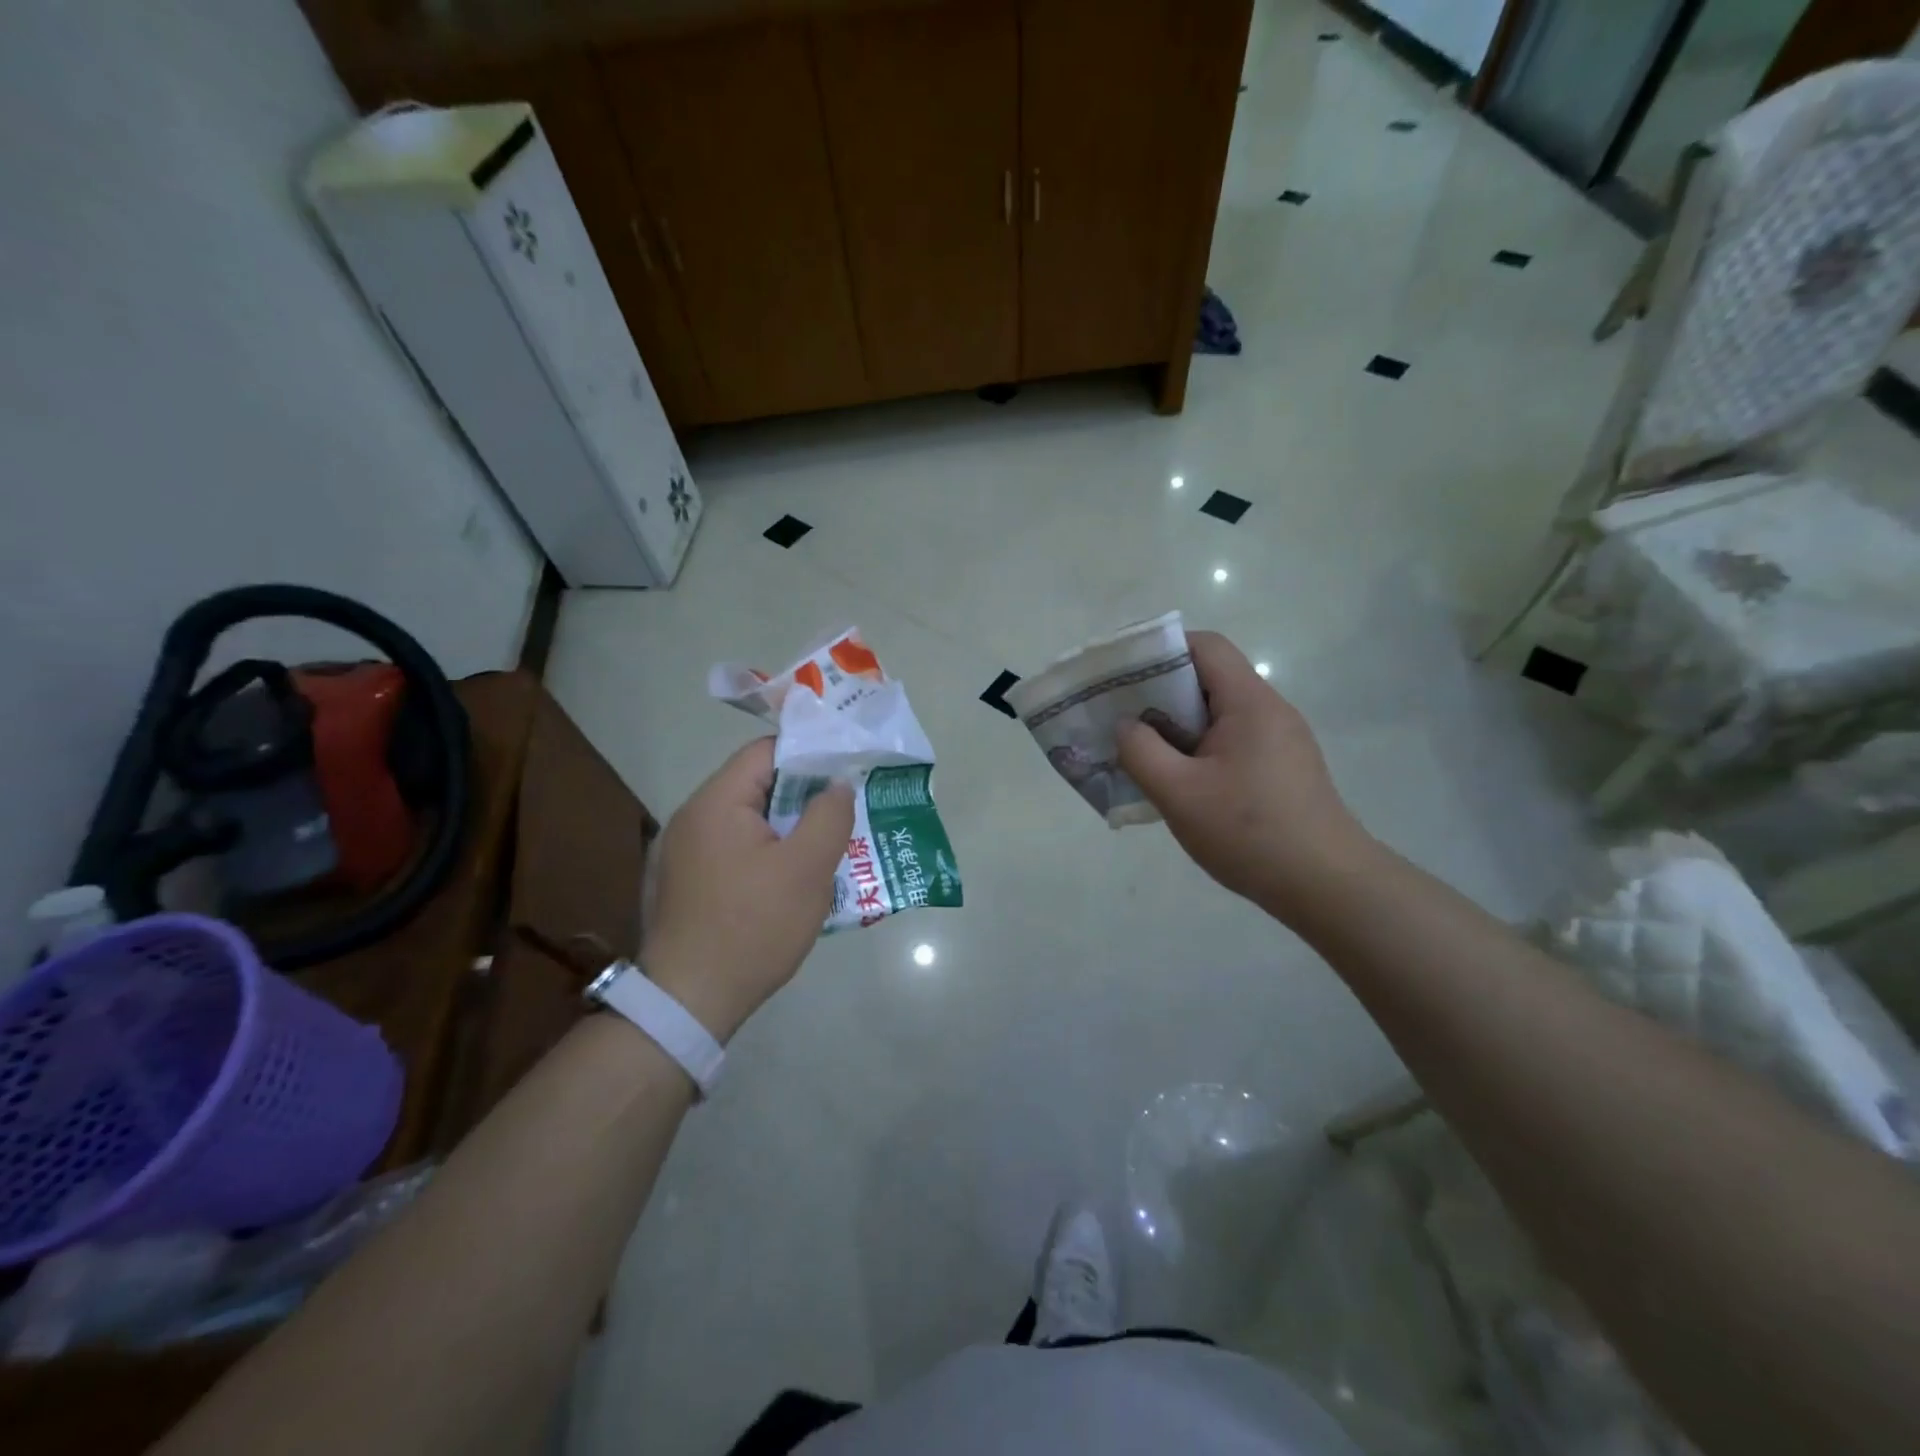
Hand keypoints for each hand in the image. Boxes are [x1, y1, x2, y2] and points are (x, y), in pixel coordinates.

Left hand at [641, 738, 853, 1042]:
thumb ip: (829, 816)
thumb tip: (836, 785)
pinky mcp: (683, 883)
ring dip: (786, 830)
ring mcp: (681, 853)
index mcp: (715, 803)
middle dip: (803, 798)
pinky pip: (732, 851)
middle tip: (841, 817)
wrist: (689, 1003)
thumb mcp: (807, 869)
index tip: (844, 775)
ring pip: (747, 822)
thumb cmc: (753, 927)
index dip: (809, 755)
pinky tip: (786, 884)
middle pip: (756, 786)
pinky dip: (763, 855)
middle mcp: (691, 818)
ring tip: (822, 851)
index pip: (765, 752)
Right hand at [1116, 632, 1375, 917]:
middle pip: (1210, 679)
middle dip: (1161, 693)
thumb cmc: (1249, 832)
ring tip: (1144, 754)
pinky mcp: (1283, 768)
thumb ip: (1141, 751)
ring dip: (1178, 727)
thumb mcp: (1178, 793)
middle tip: (1123, 719)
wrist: (1326, 886)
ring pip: (1219, 715)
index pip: (1205, 646)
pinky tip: (1181, 784)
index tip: (1124, 678)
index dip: (1161, 651)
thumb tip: (1126, 725)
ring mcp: (1280, 741)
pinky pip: (1232, 742)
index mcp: (1249, 703)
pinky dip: (1199, 750)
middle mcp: (1270, 711)